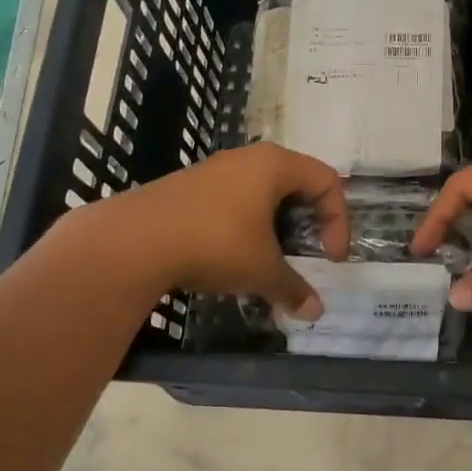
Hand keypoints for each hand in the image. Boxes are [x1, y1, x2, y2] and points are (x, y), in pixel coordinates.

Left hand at [110, 144, 348, 320]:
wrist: (133, 241)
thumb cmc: (215, 243)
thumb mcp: (262, 270)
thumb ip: (293, 288)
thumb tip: (315, 312)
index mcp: (274, 165)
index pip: (326, 181)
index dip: (338, 221)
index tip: (329, 259)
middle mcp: (246, 159)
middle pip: (295, 183)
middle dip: (307, 223)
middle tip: (305, 254)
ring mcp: (213, 171)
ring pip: (260, 194)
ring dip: (274, 227)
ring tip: (268, 261)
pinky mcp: (187, 188)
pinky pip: (231, 202)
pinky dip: (244, 228)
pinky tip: (230, 259)